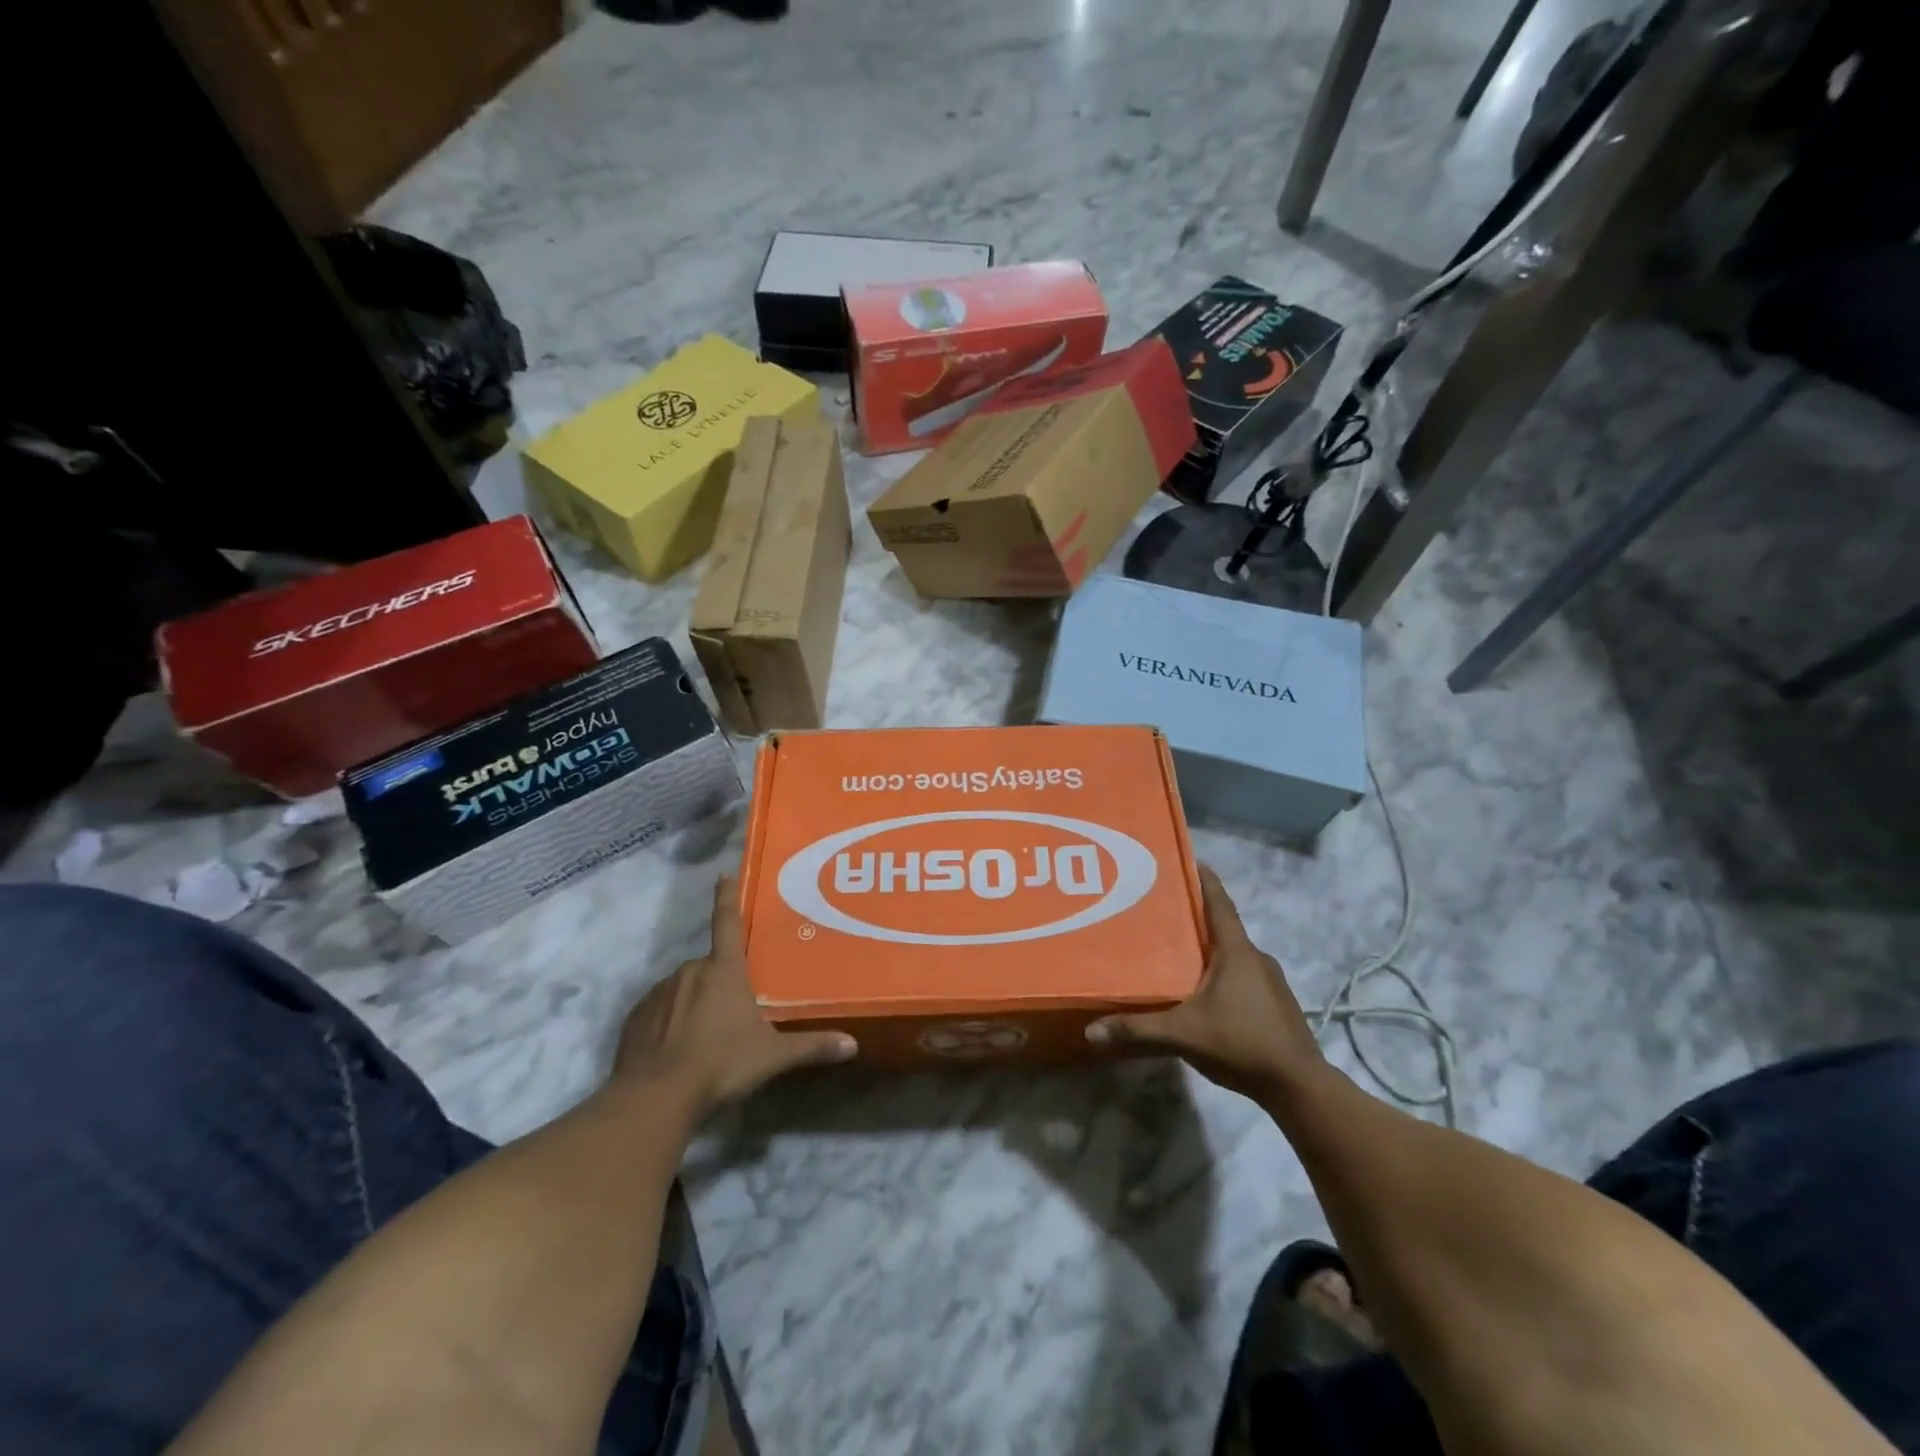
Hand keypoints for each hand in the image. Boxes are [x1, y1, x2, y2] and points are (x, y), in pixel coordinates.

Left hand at [615, 875, 855, 1119]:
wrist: (654, 1098)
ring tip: (703, 1039)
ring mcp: (657, 993)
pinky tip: (675, 1051)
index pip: (728, 922)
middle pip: (709, 968)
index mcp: (723, 970)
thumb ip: (811, 1047)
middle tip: (731, 1014)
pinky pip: (657, 1012)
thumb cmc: (720, 1064)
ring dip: (692, 1004)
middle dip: (720, 984)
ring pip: (682, 989)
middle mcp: (689, 971)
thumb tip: (852, 1045)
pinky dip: (667, 1024)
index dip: (727, 897)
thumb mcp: (772, 1056)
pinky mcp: (635, 1018)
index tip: (723, 875)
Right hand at [1086, 865, 1325, 1102]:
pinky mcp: (1275, 1003)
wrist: (1299, 1086)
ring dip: (1209, 949)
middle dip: (1196, 917)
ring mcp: (1270, 981)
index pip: (1219, 903)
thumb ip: (1138, 1029)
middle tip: (1162, 911)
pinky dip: (1221, 972)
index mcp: (1236, 952)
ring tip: (1176, 952)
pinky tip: (1203, 991)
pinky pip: (1242, 975)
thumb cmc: (1241, 1043)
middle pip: (1223, 927)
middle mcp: (1256, 958)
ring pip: (1233, 954)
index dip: (1205, 880)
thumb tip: (1091, 1030)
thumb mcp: (1183, 1035)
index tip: (1190, 860)